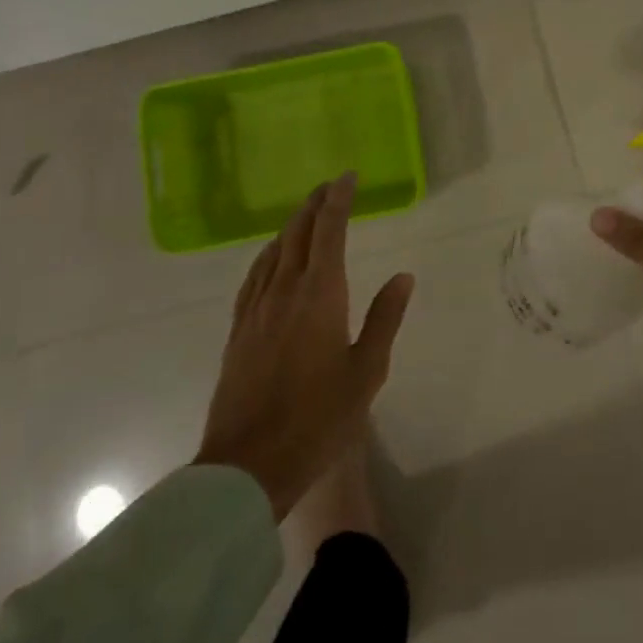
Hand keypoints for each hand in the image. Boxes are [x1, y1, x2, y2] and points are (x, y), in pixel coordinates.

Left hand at [195, 174, 413, 519]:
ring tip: (306, 214)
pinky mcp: (239, 331)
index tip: (347, 177)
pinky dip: (268, 255)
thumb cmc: (318, 420)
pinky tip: (272, 259)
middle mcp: (285, 291)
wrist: (248, 465)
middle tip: (330, 187)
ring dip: (291, 226)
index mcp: (320, 295)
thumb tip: (403, 276)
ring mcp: (256, 310)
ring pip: (273, 252)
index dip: (338, 200)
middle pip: (297, 233)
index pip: (329, 231)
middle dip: (315, 205)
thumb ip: (384, 318)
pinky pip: (254, 277)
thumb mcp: (367, 372)